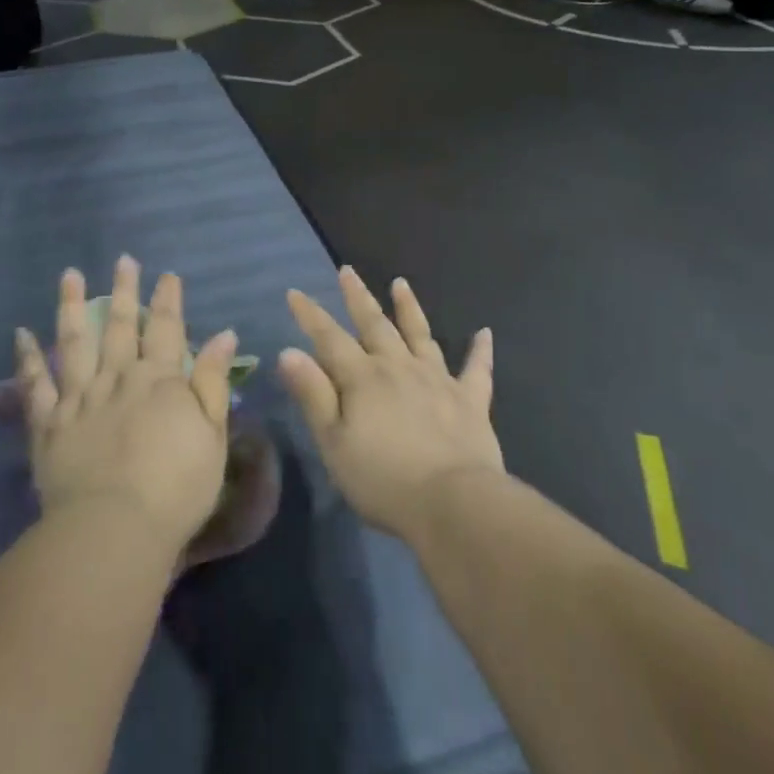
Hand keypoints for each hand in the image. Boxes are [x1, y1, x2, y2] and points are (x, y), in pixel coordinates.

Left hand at [16, 258, 239, 554]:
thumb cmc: (176, 486)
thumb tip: (224, 334)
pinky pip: (35, 384)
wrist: (115, 528)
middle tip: (123, 261)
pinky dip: (27, 358)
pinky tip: (20, 333)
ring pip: (74, 341)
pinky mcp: (49, 424)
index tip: (167, 274)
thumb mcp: (212, 434)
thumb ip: (212, 381)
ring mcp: (79, 397)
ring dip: (71, 305)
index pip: (166, 328)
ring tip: (70, 275)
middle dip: (123, 291)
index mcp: (159, 379)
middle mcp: (117, 377)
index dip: (168, 299)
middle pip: (119, 325)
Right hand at [278, 268, 501, 542]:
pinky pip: (476, 370)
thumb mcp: (334, 443)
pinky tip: (484, 333)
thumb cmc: (384, 479)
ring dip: (409, 308)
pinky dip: (480, 351)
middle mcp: (399, 367)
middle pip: (375, 324)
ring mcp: (437, 380)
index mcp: (363, 378)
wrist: (453, 503)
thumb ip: (313, 395)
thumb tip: (288, 352)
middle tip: (347, 270)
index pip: (330, 338)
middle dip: (358, 297)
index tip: (295, 292)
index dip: (310, 315)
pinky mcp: (470, 400)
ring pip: (420, 334)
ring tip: (400, 284)